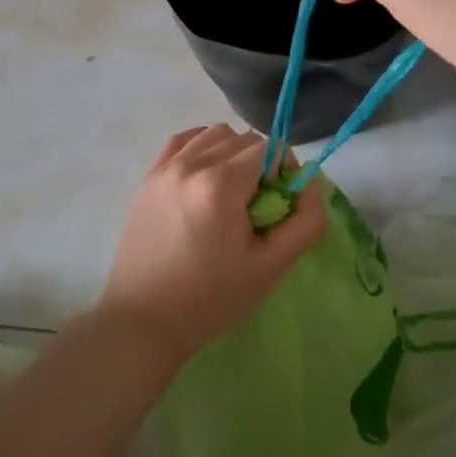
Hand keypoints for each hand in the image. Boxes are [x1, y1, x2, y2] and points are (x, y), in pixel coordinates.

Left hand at [99, 125, 326, 362]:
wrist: (143, 321)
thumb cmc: (211, 299)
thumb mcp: (271, 267)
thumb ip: (306, 222)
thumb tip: (313, 183)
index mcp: (221, 184)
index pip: (271, 148)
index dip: (285, 172)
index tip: (280, 205)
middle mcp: (191, 164)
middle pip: (244, 139)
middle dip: (261, 165)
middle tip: (257, 207)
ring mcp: (165, 168)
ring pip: (214, 134)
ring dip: (233, 154)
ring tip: (231, 194)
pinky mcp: (148, 178)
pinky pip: (183, 140)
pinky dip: (202, 148)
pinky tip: (206, 179)